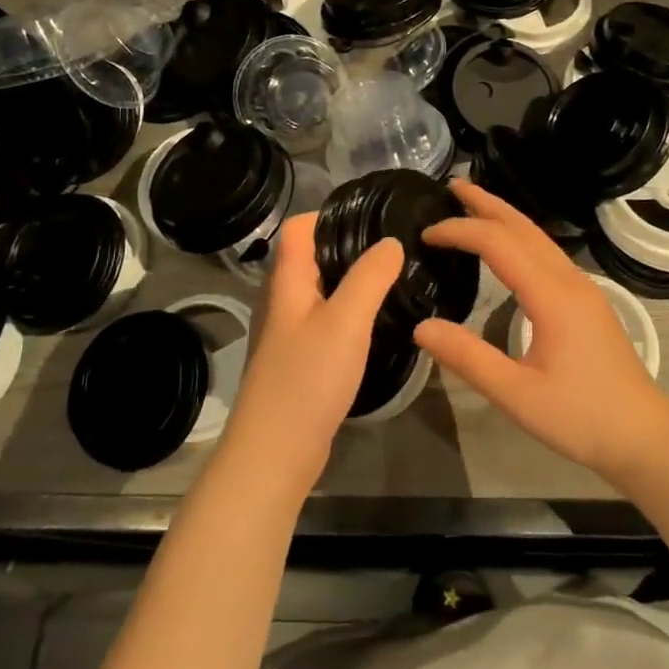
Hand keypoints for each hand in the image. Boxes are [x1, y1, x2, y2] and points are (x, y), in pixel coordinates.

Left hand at [223, 213, 404, 497]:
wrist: (274, 454)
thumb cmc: (307, 379)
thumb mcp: (346, 321)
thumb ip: (369, 277)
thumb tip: (391, 242)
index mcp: (287, 282)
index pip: (298, 228)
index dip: (328, 214)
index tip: (371, 218)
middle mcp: (283, 301)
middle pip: (311, 257)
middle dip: (349, 247)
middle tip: (394, 249)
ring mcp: (289, 334)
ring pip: (321, 292)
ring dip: (351, 282)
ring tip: (393, 280)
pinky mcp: (300, 362)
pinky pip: (326, 322)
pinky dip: (349, 314)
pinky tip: (376, 324)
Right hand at [414, 181, 668, 488]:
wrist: (644, 436)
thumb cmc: (581, 418)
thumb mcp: (518, 395)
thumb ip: (469, 358)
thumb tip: (422, 327)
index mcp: (552, 296)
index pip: (499, 244)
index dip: (461, 231)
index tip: (427, 233)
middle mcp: (569, 280)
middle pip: (524, 227)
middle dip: (486, 203)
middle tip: (452, 185)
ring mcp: (583, 288)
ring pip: (539, 237)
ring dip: (504, 216)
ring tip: (473, 205)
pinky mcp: (587, 301)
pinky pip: (548, 253)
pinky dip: (519, 237)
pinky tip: (507, 247)